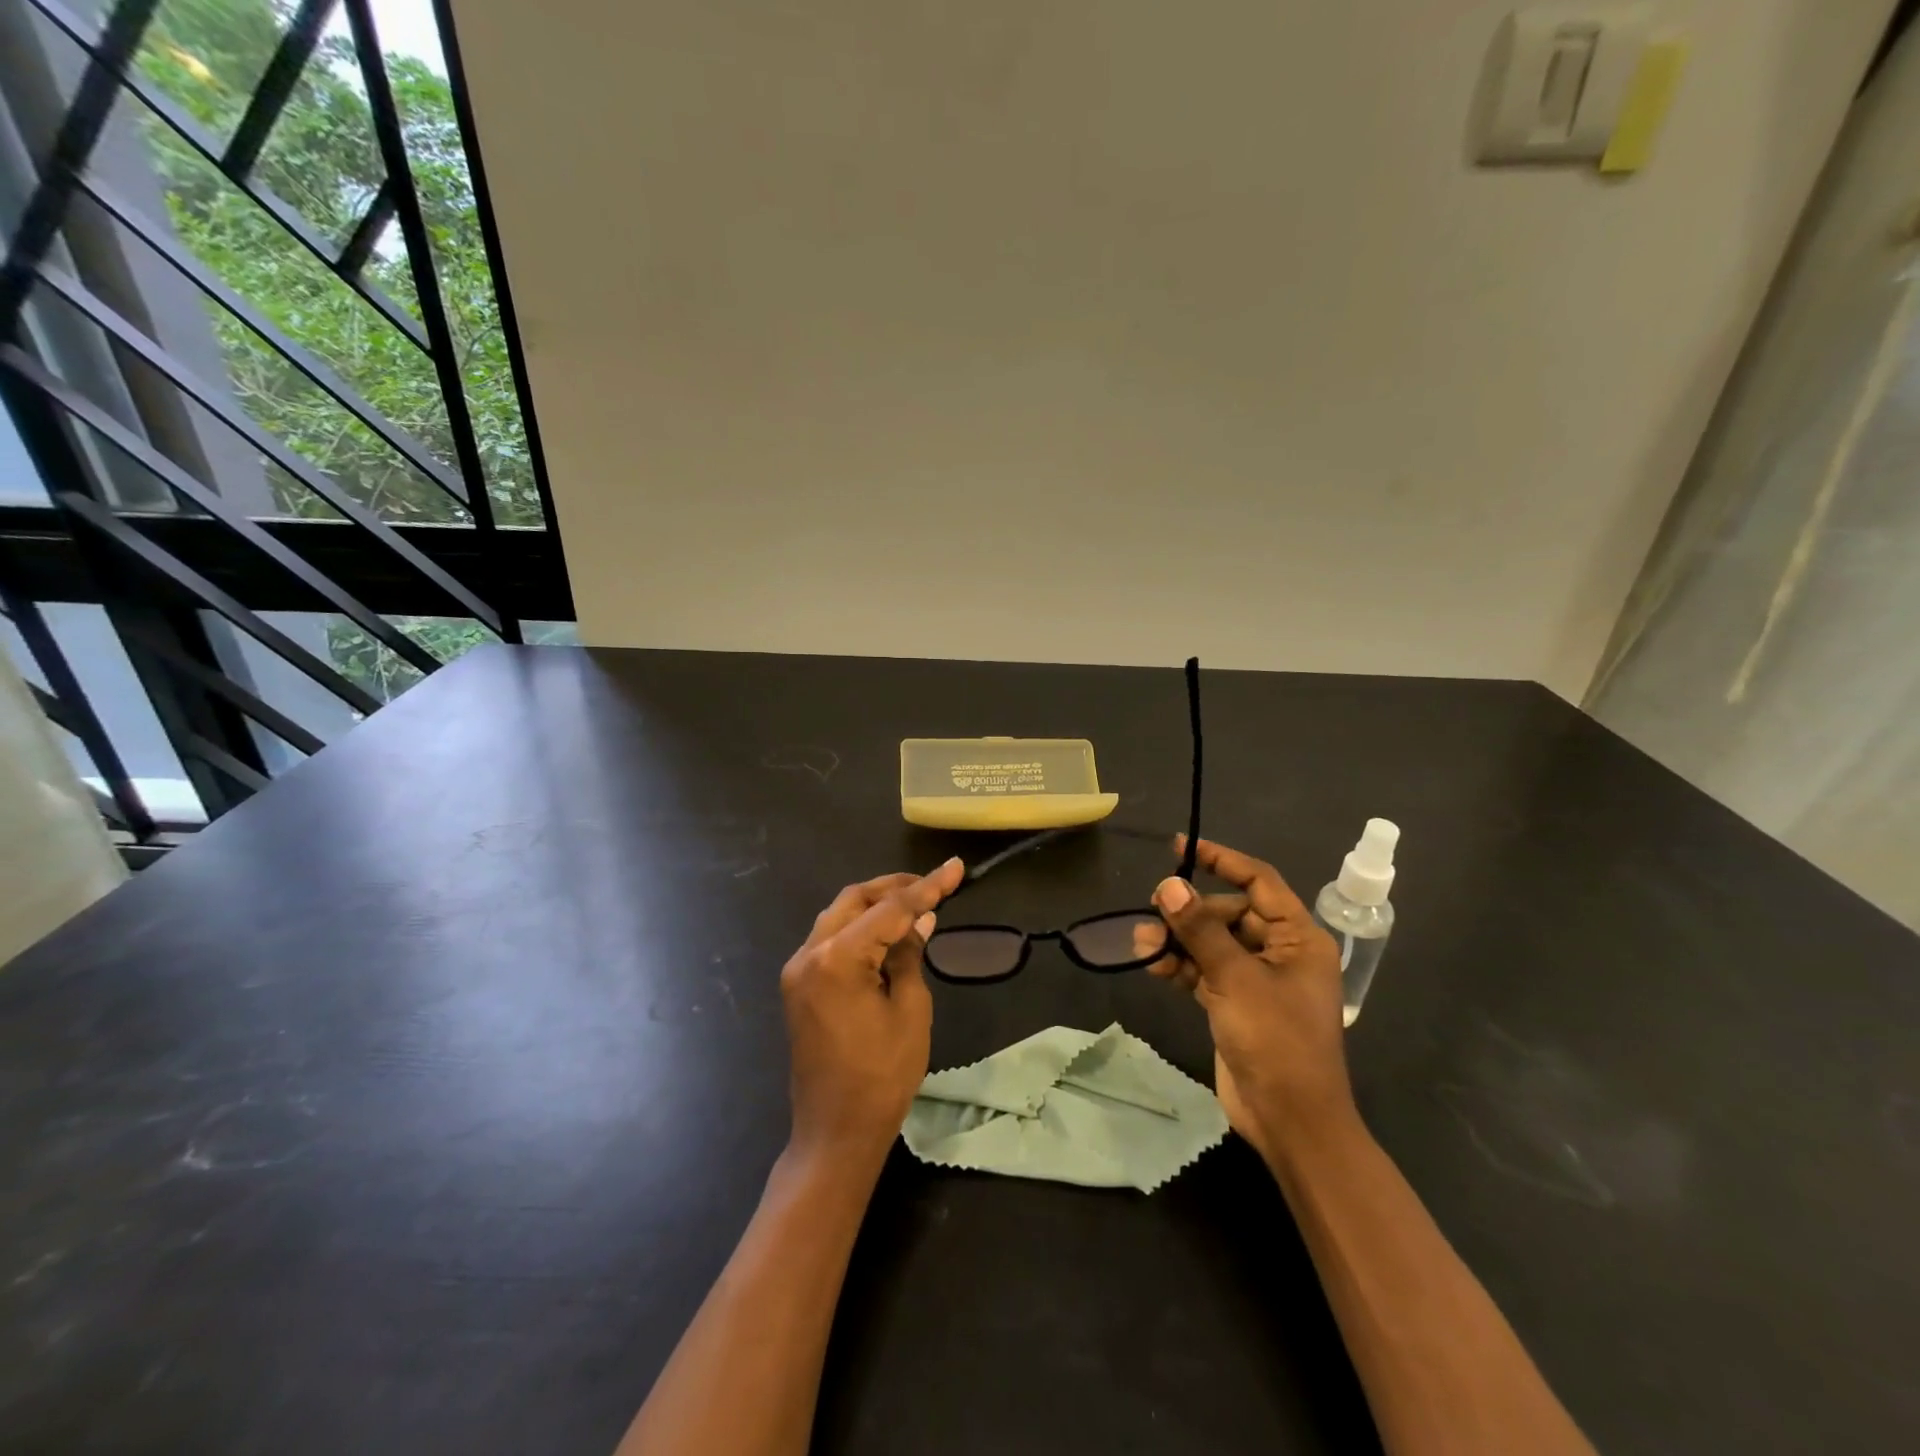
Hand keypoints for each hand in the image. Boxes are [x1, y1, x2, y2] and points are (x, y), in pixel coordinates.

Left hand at [779, 858, 962, 1166]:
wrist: (834, 1132)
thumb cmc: (881, 1077)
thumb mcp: (910, 1011)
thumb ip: (910, 955)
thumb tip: (920, 920)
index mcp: (837, 958)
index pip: (890, 910)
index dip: (927, 888)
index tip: (956, 868)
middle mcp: (809, 953)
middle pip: (854, 899)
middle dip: (895, 887)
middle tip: (933, 885)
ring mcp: (797, 969)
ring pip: (838, 914)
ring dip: (875, 904)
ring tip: (914, 904)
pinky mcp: (798, 985)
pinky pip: (829, 938)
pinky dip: (858, 927)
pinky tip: (886, 933)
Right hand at [1132, 836, 1355, 1160]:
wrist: (1291, 1120)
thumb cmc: (1276, 1041)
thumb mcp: (1236, 978)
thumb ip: (1200, 930)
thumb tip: (1168, 885)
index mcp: (1299, 938)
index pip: (1259, 881)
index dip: (1222, 859)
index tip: (1181, 848)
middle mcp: (1281, 952)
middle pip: (1230, 912)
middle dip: (1190, 911)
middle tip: (1154, 910)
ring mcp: (1257, 980)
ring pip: (1212, 943)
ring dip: (1179, 940)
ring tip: (1142, 941)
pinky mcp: (1236, 1004)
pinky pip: (1205, 971)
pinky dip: (1181, 965)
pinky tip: (1152, 964)